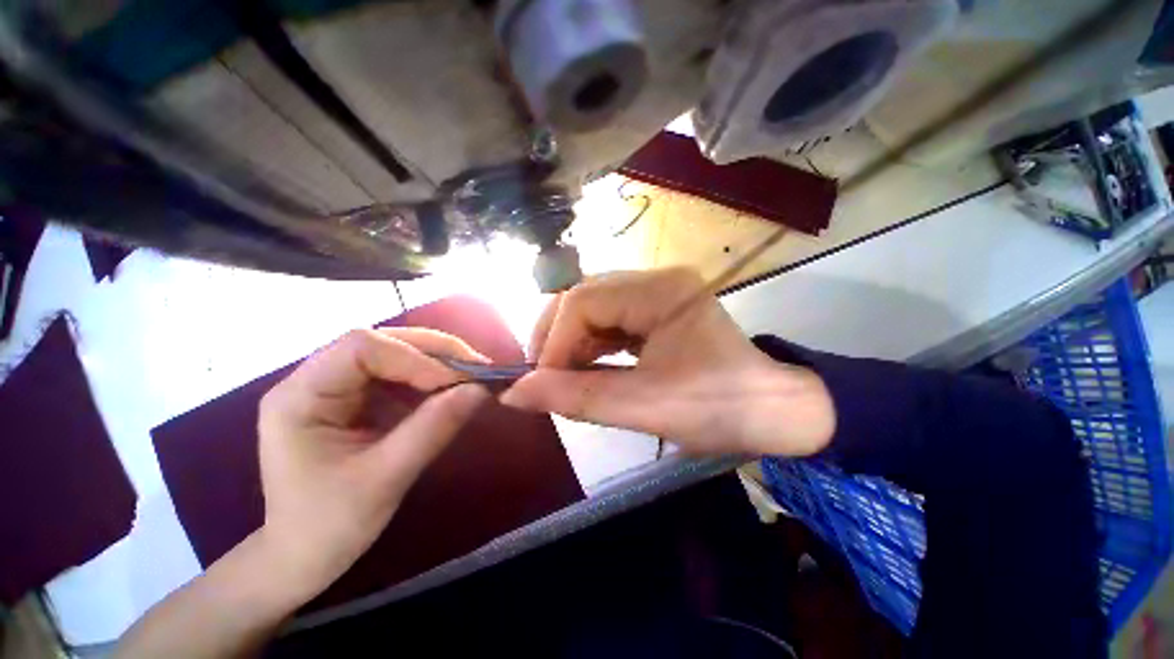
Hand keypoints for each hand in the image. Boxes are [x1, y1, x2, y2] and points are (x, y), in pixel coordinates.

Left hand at [256, 328, 489, 601]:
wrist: (303, 555)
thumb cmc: (329, 526)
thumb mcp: (386, 479)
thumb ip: (433, 428)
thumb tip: (481, 389)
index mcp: (300, 397)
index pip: (360, 348)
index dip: (415, 357)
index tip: (457, 382)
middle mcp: (314, 380)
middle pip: (382, 342)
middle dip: (435, 352)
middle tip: (478, 368)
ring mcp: (337, 387)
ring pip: (396, 352)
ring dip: (439, 361)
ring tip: (473, 376)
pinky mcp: (358, 398)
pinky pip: (402, 373)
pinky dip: (434, 377)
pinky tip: (453, 388)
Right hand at [500, 268, 833, 456]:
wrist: (776, 413)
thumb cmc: (720, 409)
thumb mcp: (645, 407)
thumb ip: (577, 398)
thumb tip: (515, 393)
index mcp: (661, 291)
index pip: (584, 301)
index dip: (555, 341)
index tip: (542, 382)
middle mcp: (657, 280)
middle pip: (585, 296)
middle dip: (557, 337)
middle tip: (544, 377)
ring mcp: (657, 294)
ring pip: (593, 308)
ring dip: (571, 341)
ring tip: (561, 376)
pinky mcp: (657, 311)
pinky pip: (610, 320)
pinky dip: (591, 344)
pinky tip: (586, 367)